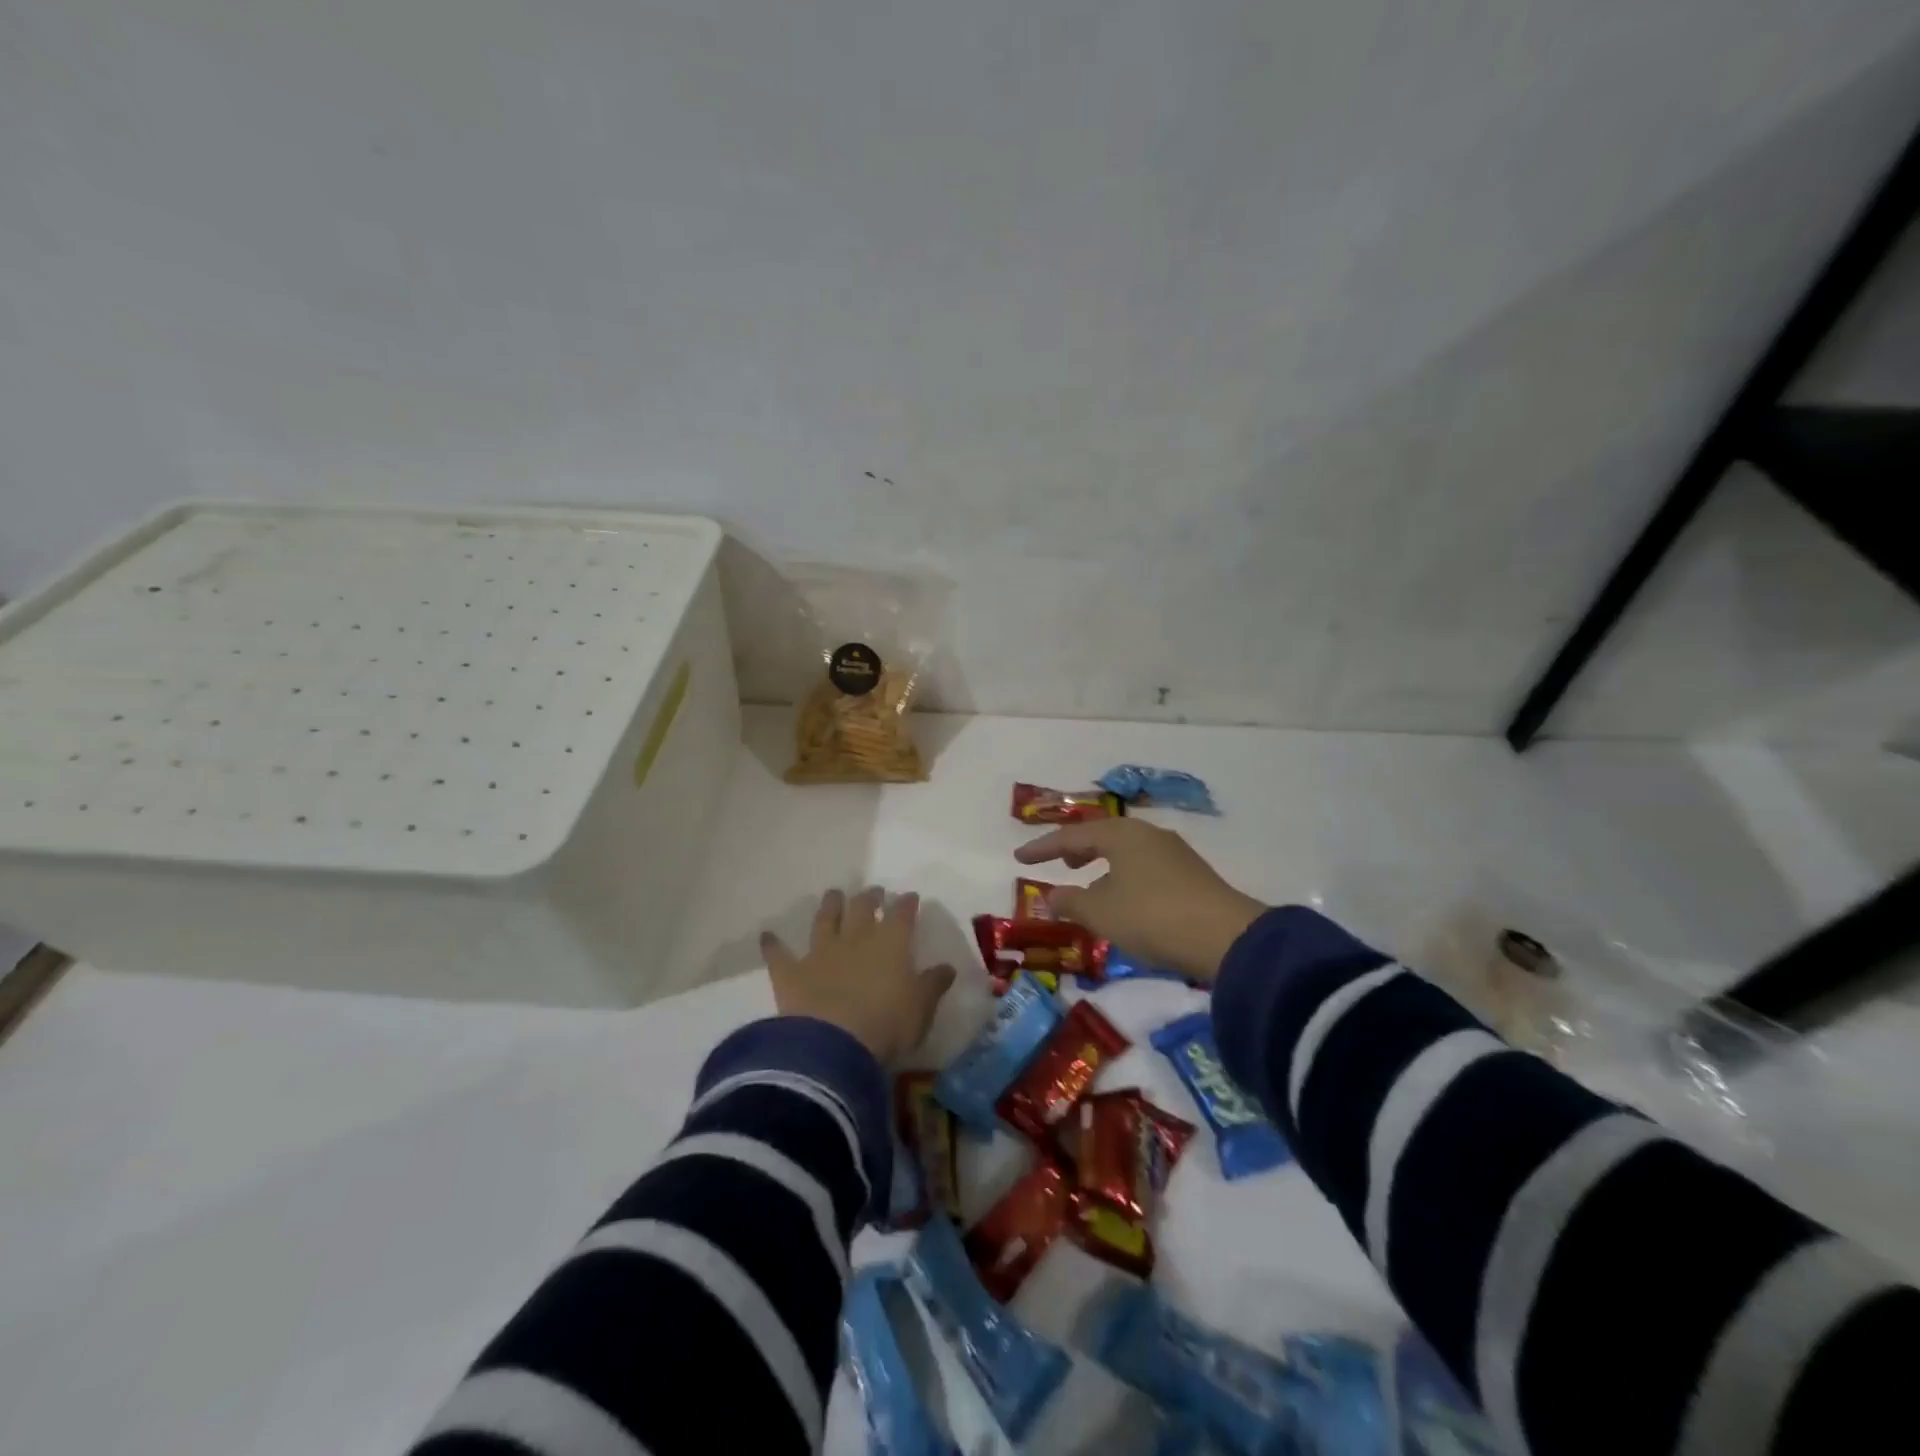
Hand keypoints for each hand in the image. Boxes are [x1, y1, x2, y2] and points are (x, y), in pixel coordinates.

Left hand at [761, 888, 956, 1063]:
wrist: (834, 1043)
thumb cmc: (888, 1024)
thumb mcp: (921, 1008)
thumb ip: (933, 984)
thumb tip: (947, 967)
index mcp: (891, 943)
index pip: (902, 914)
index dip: (906, 904)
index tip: (909, 897)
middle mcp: (856, 938)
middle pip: (862, 908)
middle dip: (869, 897)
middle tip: (873, 891)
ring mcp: (821, 952)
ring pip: (824, 920)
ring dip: (829, 906)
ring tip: (833, 894)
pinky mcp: (791, 973)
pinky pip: (779, 954)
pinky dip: (772, 944)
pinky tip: (767, 935)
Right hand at [1015, 819, 1264, 981]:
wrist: (1225, 937)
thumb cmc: (1151, 916)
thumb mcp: (1101, 913)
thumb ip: (1071, 901)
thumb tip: (1051, 895)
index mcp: (1121, 835)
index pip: (1071, 836)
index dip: (1042, 848)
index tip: (1019, 857)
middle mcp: (1147, 834)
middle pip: (1102, 837)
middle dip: (1076, 849)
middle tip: (1057, 862)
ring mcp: (1173, 853)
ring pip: (1125, 852)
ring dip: (1101, 864)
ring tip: (1087, 881)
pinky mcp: (1191, 875)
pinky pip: (1144, 866)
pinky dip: (1123, 875)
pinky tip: (1123, 897)